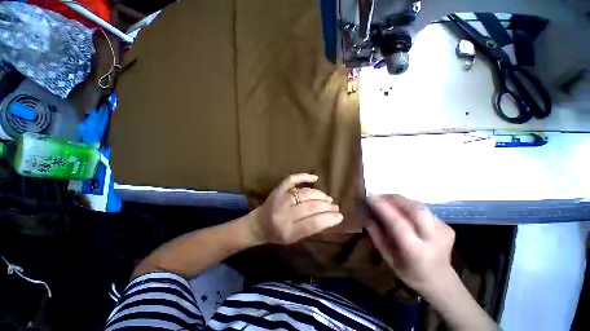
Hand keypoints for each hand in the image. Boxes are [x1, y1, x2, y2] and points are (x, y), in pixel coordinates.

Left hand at [248, 173, 342, 244]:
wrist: (258, 224)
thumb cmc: (277, 235)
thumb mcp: (293, 239)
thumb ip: (310, 229)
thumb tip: (329, 217)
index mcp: (287, 231)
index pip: (313, 224)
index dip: (329, 219)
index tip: (340, 216)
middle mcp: (283, 214)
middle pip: (310, 207)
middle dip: (327, 206)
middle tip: (335, 206)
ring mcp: (279, 199)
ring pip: (305, 193)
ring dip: (320, 195)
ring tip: (328, 199)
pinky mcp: (278, 189)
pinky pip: (292, 179)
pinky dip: (304, 176)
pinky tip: (315, 178)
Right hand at [366, 195, 455, 294]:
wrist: (442, 282)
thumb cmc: (410, 274)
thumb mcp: (388, 259)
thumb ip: (376, 236)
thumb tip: (366, 216)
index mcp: (416, 251)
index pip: (398, 222)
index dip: (382, 207)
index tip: (369, 197)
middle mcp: (433, 238)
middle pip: (413, 208)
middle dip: (393, 198)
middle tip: (379, 197)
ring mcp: (443, 230)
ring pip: (419, 205)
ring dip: (400, 201)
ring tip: (387, 202)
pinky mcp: (446, 226)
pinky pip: (423, 209)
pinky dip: (409, 207)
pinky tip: (403, 212)